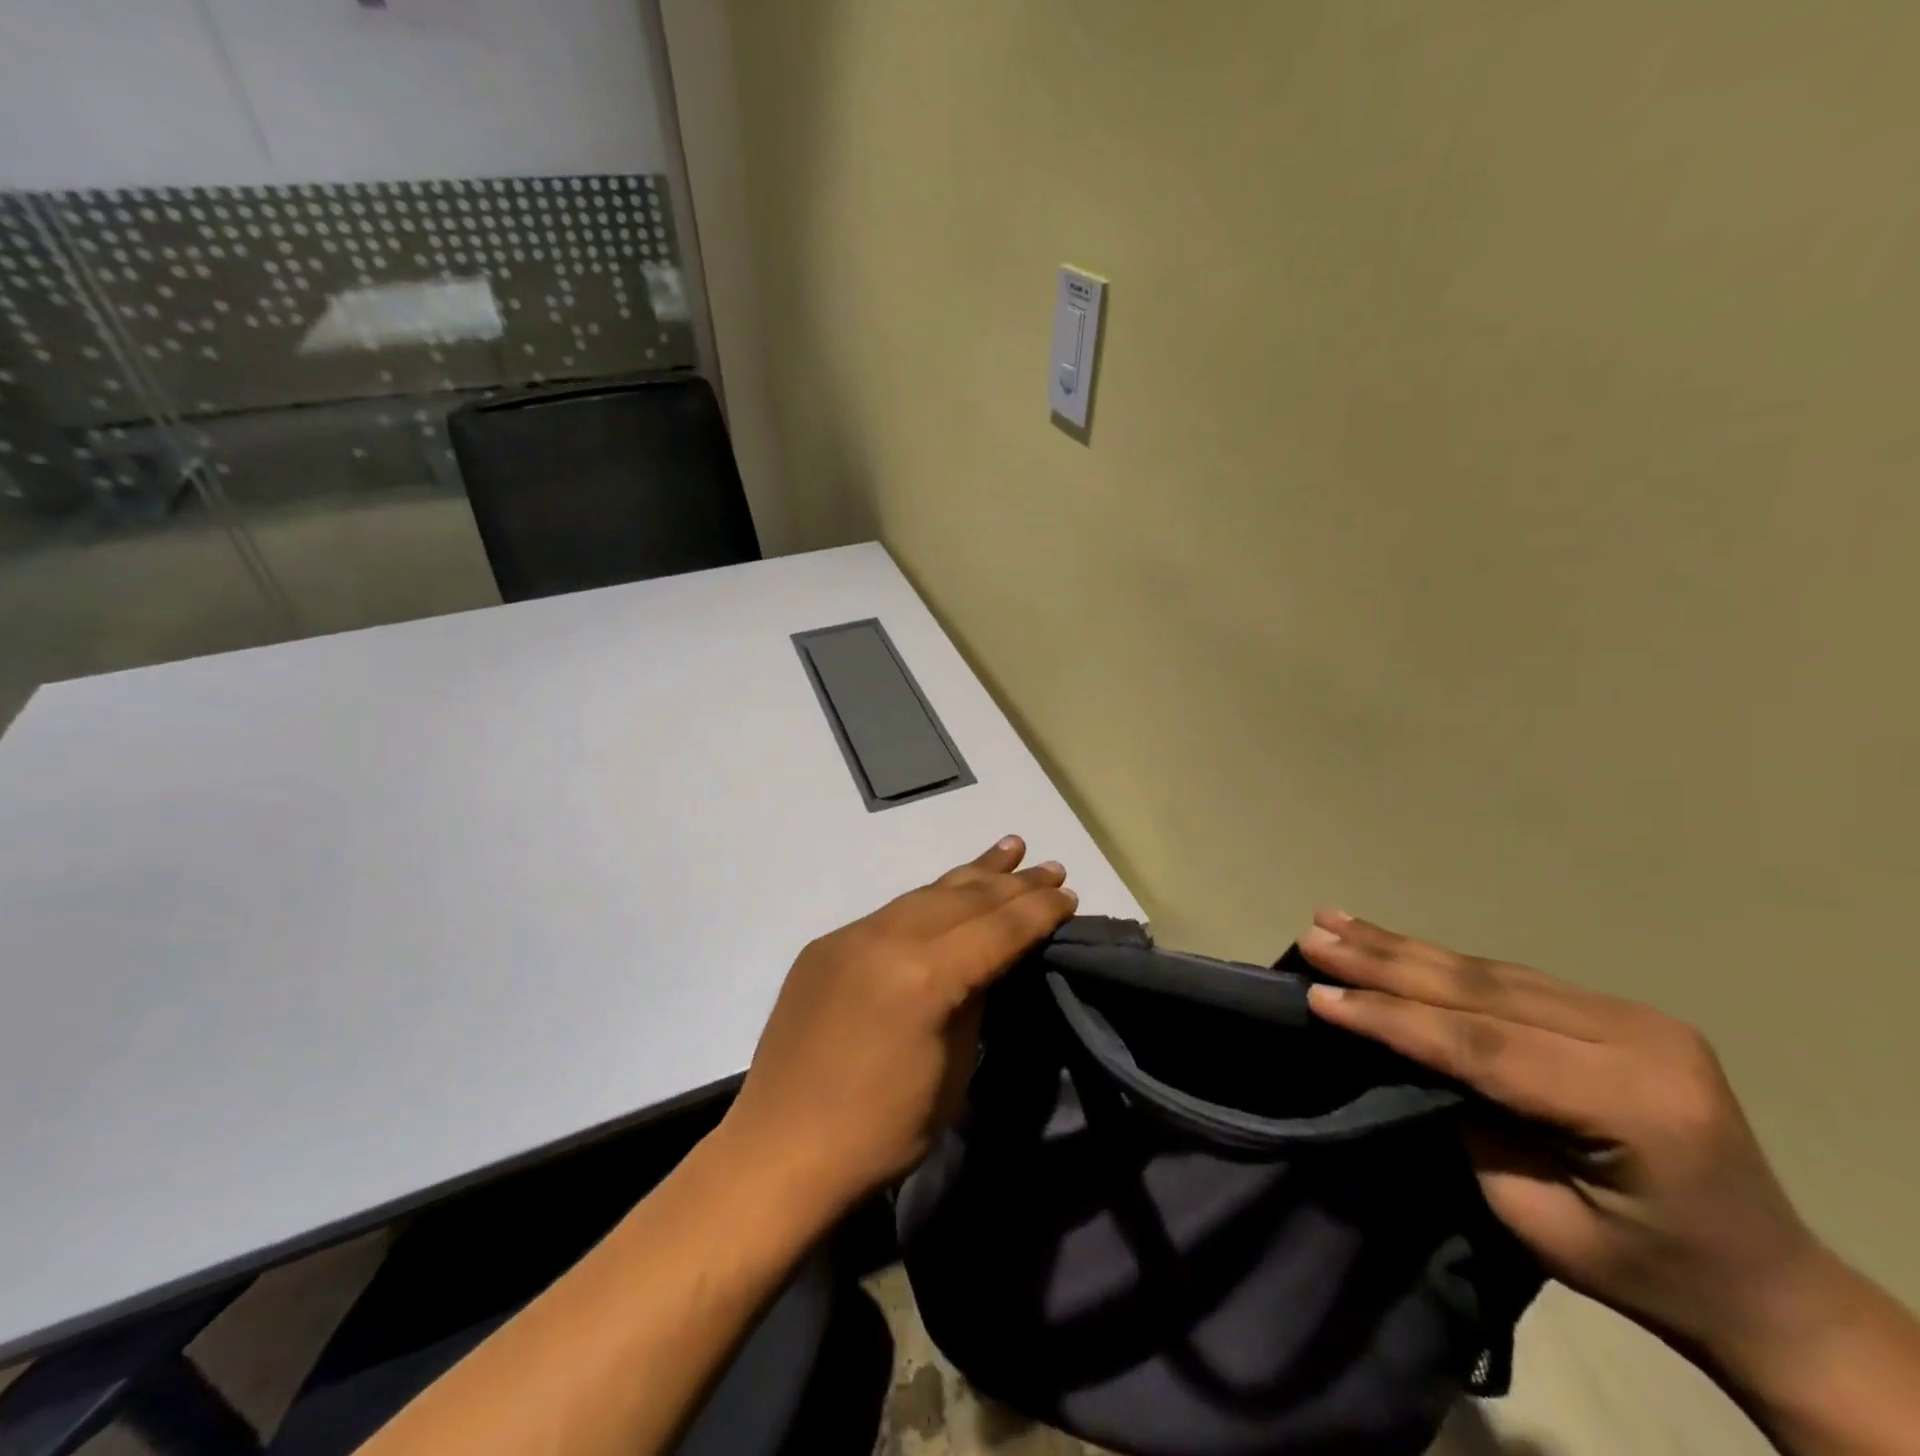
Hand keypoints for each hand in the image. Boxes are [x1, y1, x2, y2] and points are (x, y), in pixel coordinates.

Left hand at [720, 837, 1076, 1221]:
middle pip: (964, 899)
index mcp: (924, 977)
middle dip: (1013, 883)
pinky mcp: (826, 945)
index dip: (1037, 912)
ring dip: (971, 873)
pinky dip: (928, 898)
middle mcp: (885, 939)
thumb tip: (989, 963)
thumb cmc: (881, 1132)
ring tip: (1010, 849)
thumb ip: (974, 1002)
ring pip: (925, 893)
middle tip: (1051, 868)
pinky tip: (948, 891)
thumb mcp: (952, 1073)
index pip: (996, 929)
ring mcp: (850, 936)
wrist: (780, 1152)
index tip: (1068, 895)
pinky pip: (890, 911)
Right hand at [1297, 909, 1820, 1371]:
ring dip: (1402, 948)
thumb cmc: (1646, 1270)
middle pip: (1482, 991)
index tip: (1319, 995)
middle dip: (1384, 962)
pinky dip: (1441, 961)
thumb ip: (1471, 1123)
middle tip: (1314, 935)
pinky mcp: (1615, 1008)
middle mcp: (1639, 1039)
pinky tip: (1393, 942)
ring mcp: (1632, 1014)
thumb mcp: (1540, 1219)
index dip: (1393, 1018)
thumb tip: (1401, 1053)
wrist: (1766, 1281)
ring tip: (1332, 921)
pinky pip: (1508, 978)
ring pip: (1488, 973)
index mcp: (1636, 1103)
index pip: (1484, 1046)